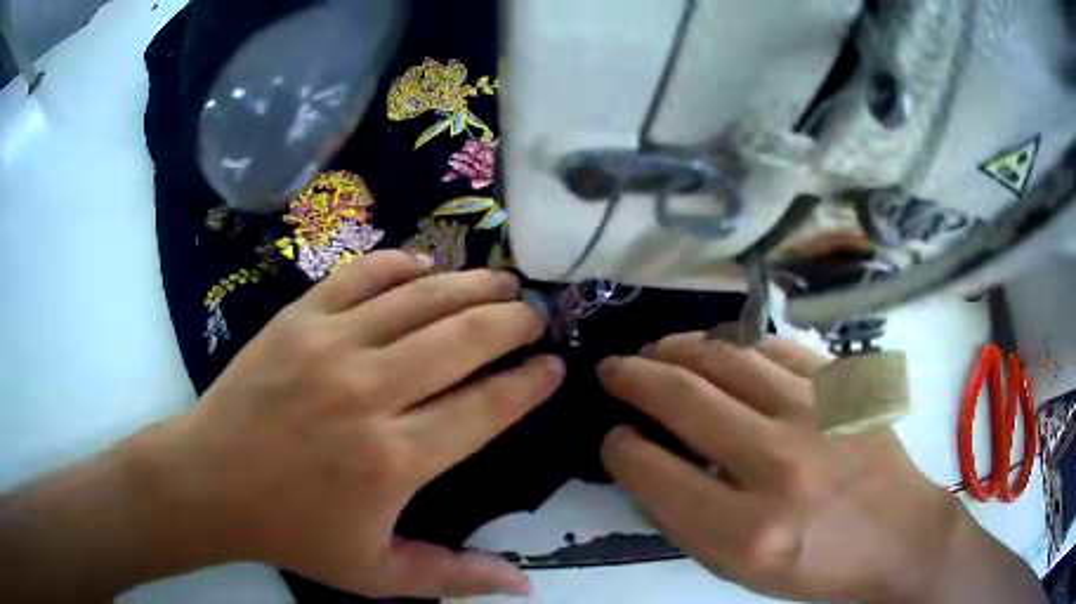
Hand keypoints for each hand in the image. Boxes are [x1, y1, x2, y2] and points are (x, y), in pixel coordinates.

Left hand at [147, 251, 563, 597]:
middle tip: (536, 315)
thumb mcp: (376, 574)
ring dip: (470, 284)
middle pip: (462, 339)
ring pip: (419, 298)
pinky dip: (400, 265)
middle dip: (511, 322)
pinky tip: (425, 267)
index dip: (528, 384)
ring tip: (503, 280)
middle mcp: (367, 393)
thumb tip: (526, 584)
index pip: (485, 408)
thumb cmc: (292, 533)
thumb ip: (455, 577)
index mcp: (392, 460)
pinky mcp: (296, 319)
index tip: (554, 367)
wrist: (209, 483)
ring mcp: (328, 346)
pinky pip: (360, 276)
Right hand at [597, 334, 1042, 602]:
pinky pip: (777, 349)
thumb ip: (687, 518)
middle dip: (633, 377)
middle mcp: (779, 464)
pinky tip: (722, 353)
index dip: (620, 447)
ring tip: (656, 350)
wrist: (900, 536)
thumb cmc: (816, 566)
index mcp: (746, 530)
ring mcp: (818, 413)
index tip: (614, 436)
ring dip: (678, 349)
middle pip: (684, 398)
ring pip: (728, 357)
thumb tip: (647, 462)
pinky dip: (738, 347)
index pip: (654, 470)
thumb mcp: (740, 569)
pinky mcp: (844, 386)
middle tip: (613, 370)